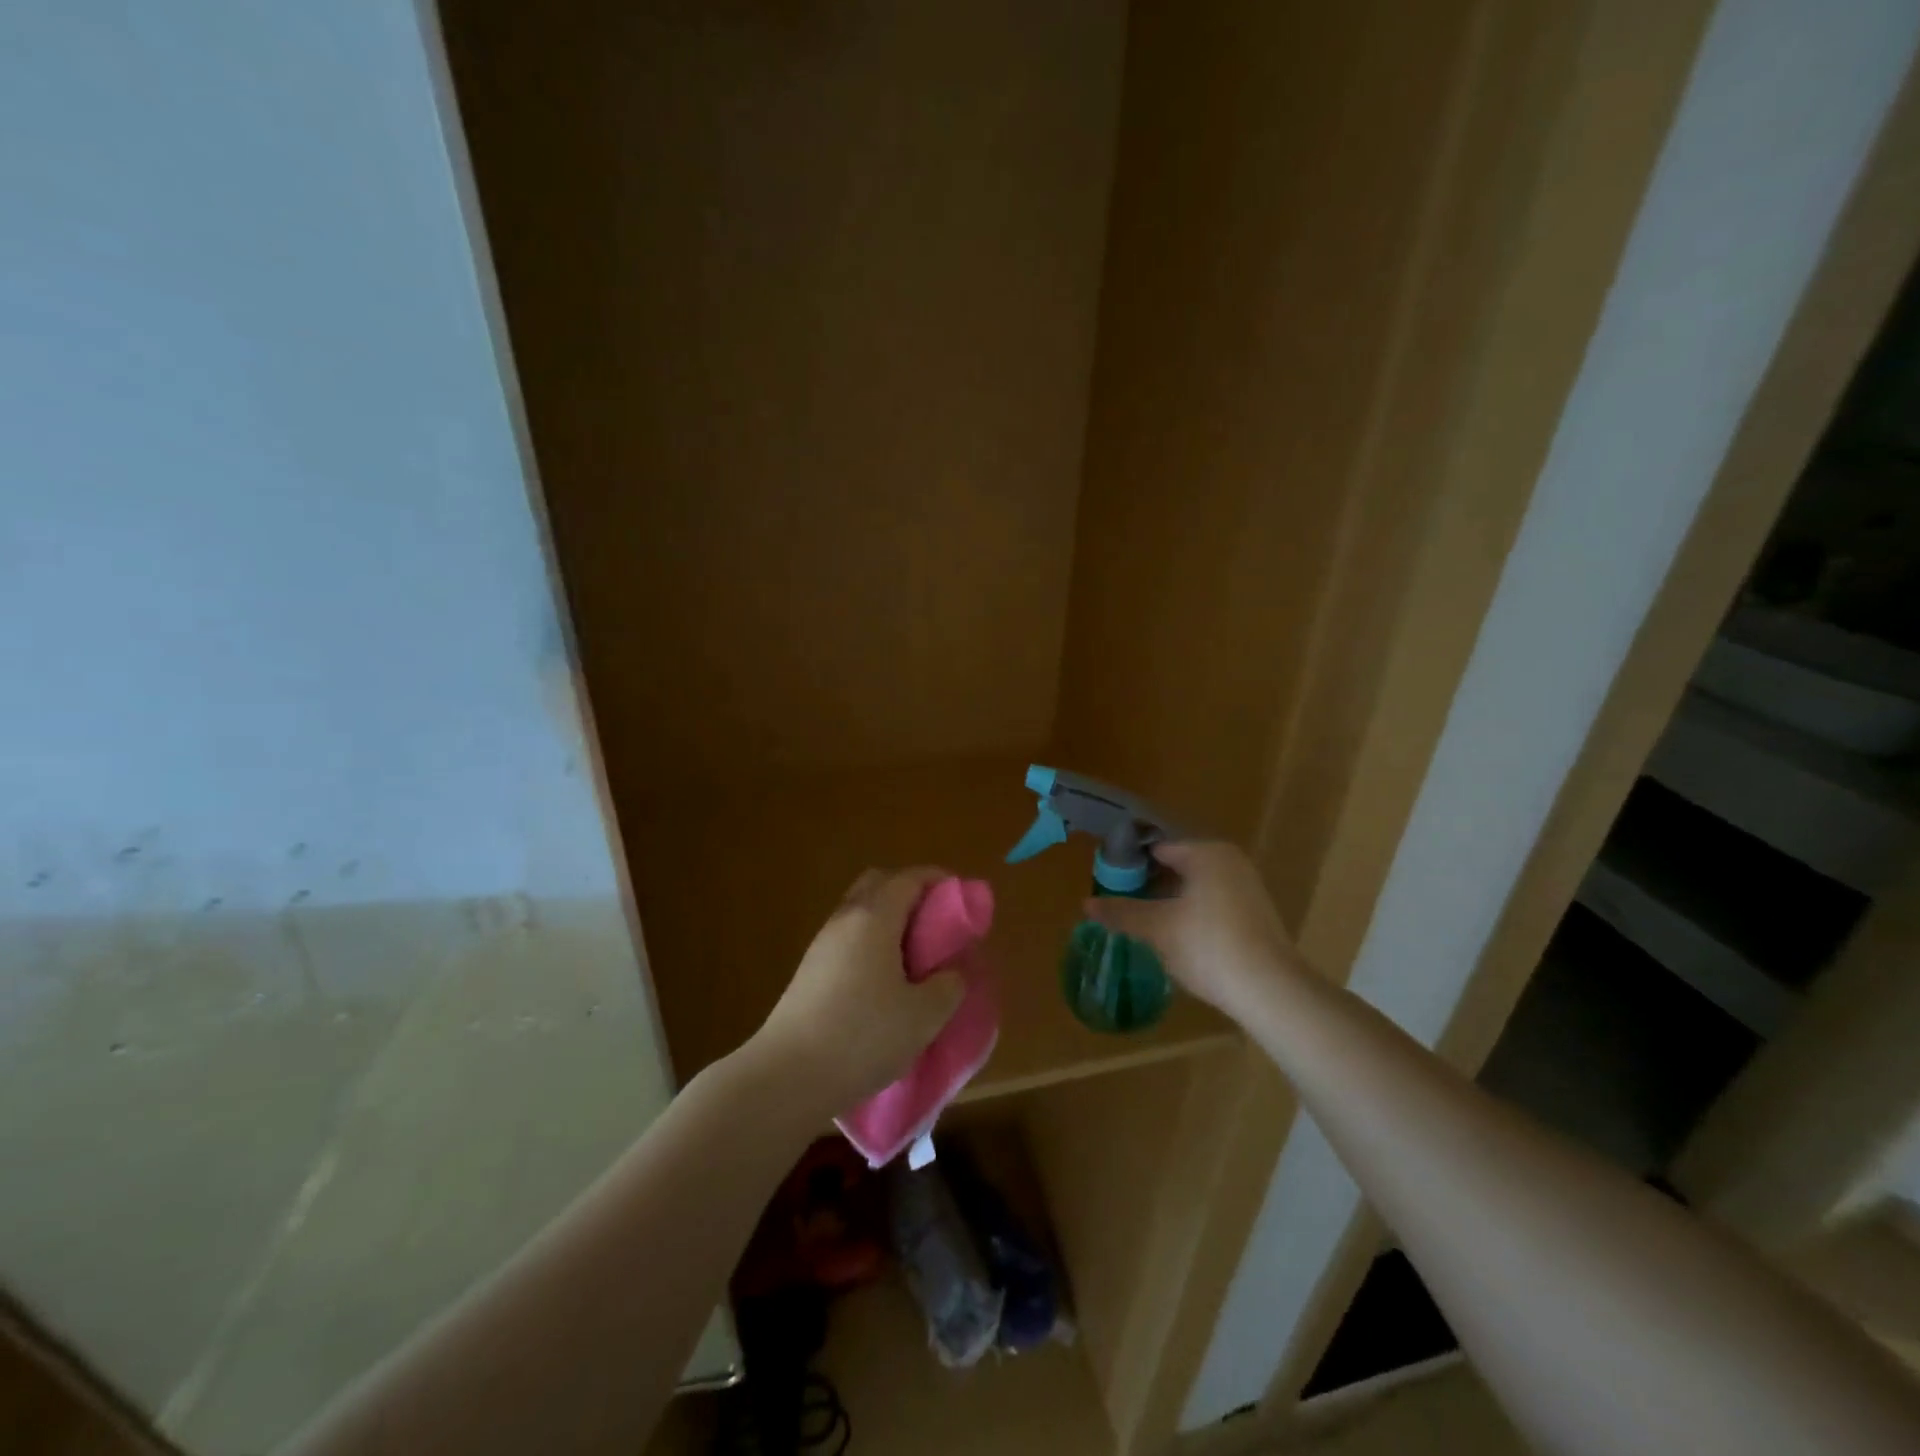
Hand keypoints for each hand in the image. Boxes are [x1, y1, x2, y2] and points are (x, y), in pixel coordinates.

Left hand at [753, 866, 965, 1116]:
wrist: (787, 1075)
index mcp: (874, 918)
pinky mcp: (809, 972)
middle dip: (910, 893)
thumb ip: (948, 986)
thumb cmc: (863, 1035)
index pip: (910, 879)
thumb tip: (950, 974)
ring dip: (889, 922)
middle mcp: (845, 920)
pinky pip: (848, 940)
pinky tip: (884, 982)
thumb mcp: (923, 1016)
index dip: (939, 881)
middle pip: (878, 884)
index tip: (962, 898)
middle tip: (936, 923)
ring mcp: (822, 945)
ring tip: (914, 957)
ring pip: (860, 913)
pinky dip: (871, 944)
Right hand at [1082, 841, 1299, 1022]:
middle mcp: (1230, 861)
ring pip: (1195, 887)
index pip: (1157, 849)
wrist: (1271, 991)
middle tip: (1122, 906)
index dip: (1130, 865)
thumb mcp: (1158, 929)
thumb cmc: (1209, 946)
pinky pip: (1212, 903)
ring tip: (1143, 924)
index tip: (1108, 885)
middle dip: (1149, 885)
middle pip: (1177, 866)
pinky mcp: (1256, 914)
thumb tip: (1086, 904)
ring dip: (1169, 902)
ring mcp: (1247, 887)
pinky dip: (1191, 914)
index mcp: (1207, 853)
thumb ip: (1122, 912)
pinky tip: (1175, 938)